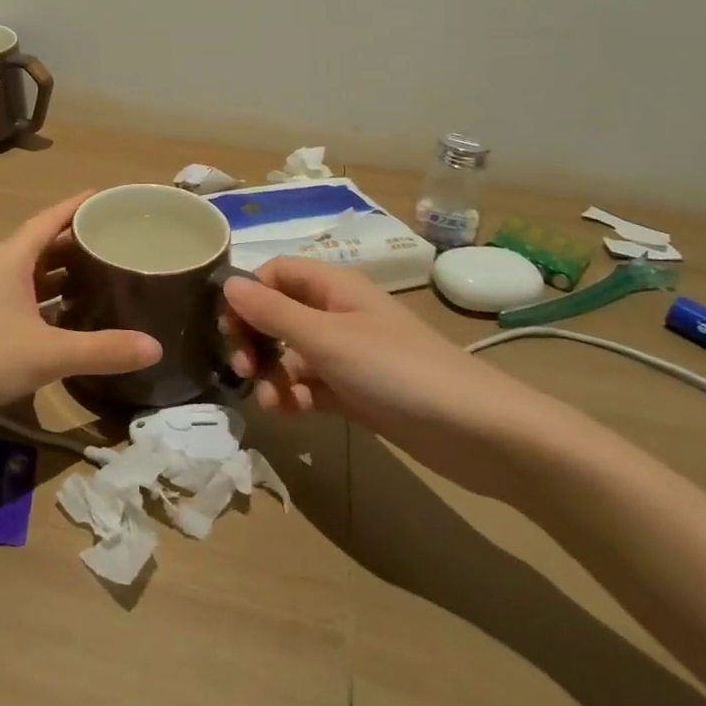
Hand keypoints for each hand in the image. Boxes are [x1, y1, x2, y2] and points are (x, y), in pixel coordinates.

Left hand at [0, 193, 161, 434]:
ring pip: (35, 271)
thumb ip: (103, 350)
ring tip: (104, 271)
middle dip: (79, 238)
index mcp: (12, 257)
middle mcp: (1, 268)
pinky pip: (27, 296)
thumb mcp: (49, 353)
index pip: (51, 217)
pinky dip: (52, 297)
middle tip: (119, 237)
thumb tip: (156, 347)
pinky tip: (74, 313)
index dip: (80, 204)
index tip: (110, 196)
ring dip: (65, 269)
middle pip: (45, 242)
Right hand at [221, 257, 584, 499]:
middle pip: (277, 314)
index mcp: (332, 286)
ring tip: (272, 404)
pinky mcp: (356, 391)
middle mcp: (337, 313)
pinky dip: (294, 397)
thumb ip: (273, 312)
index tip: (230, 331)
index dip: (247, 296)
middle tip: (244, 371)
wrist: (477, 432)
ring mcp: (348, 354)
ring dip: (272, 375)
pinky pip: (310, 385)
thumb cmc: (397, 371)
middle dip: (255, 340)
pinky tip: (291, 415)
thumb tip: (228, 284)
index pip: (273, 273)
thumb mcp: (326, 339)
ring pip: (290, 354)